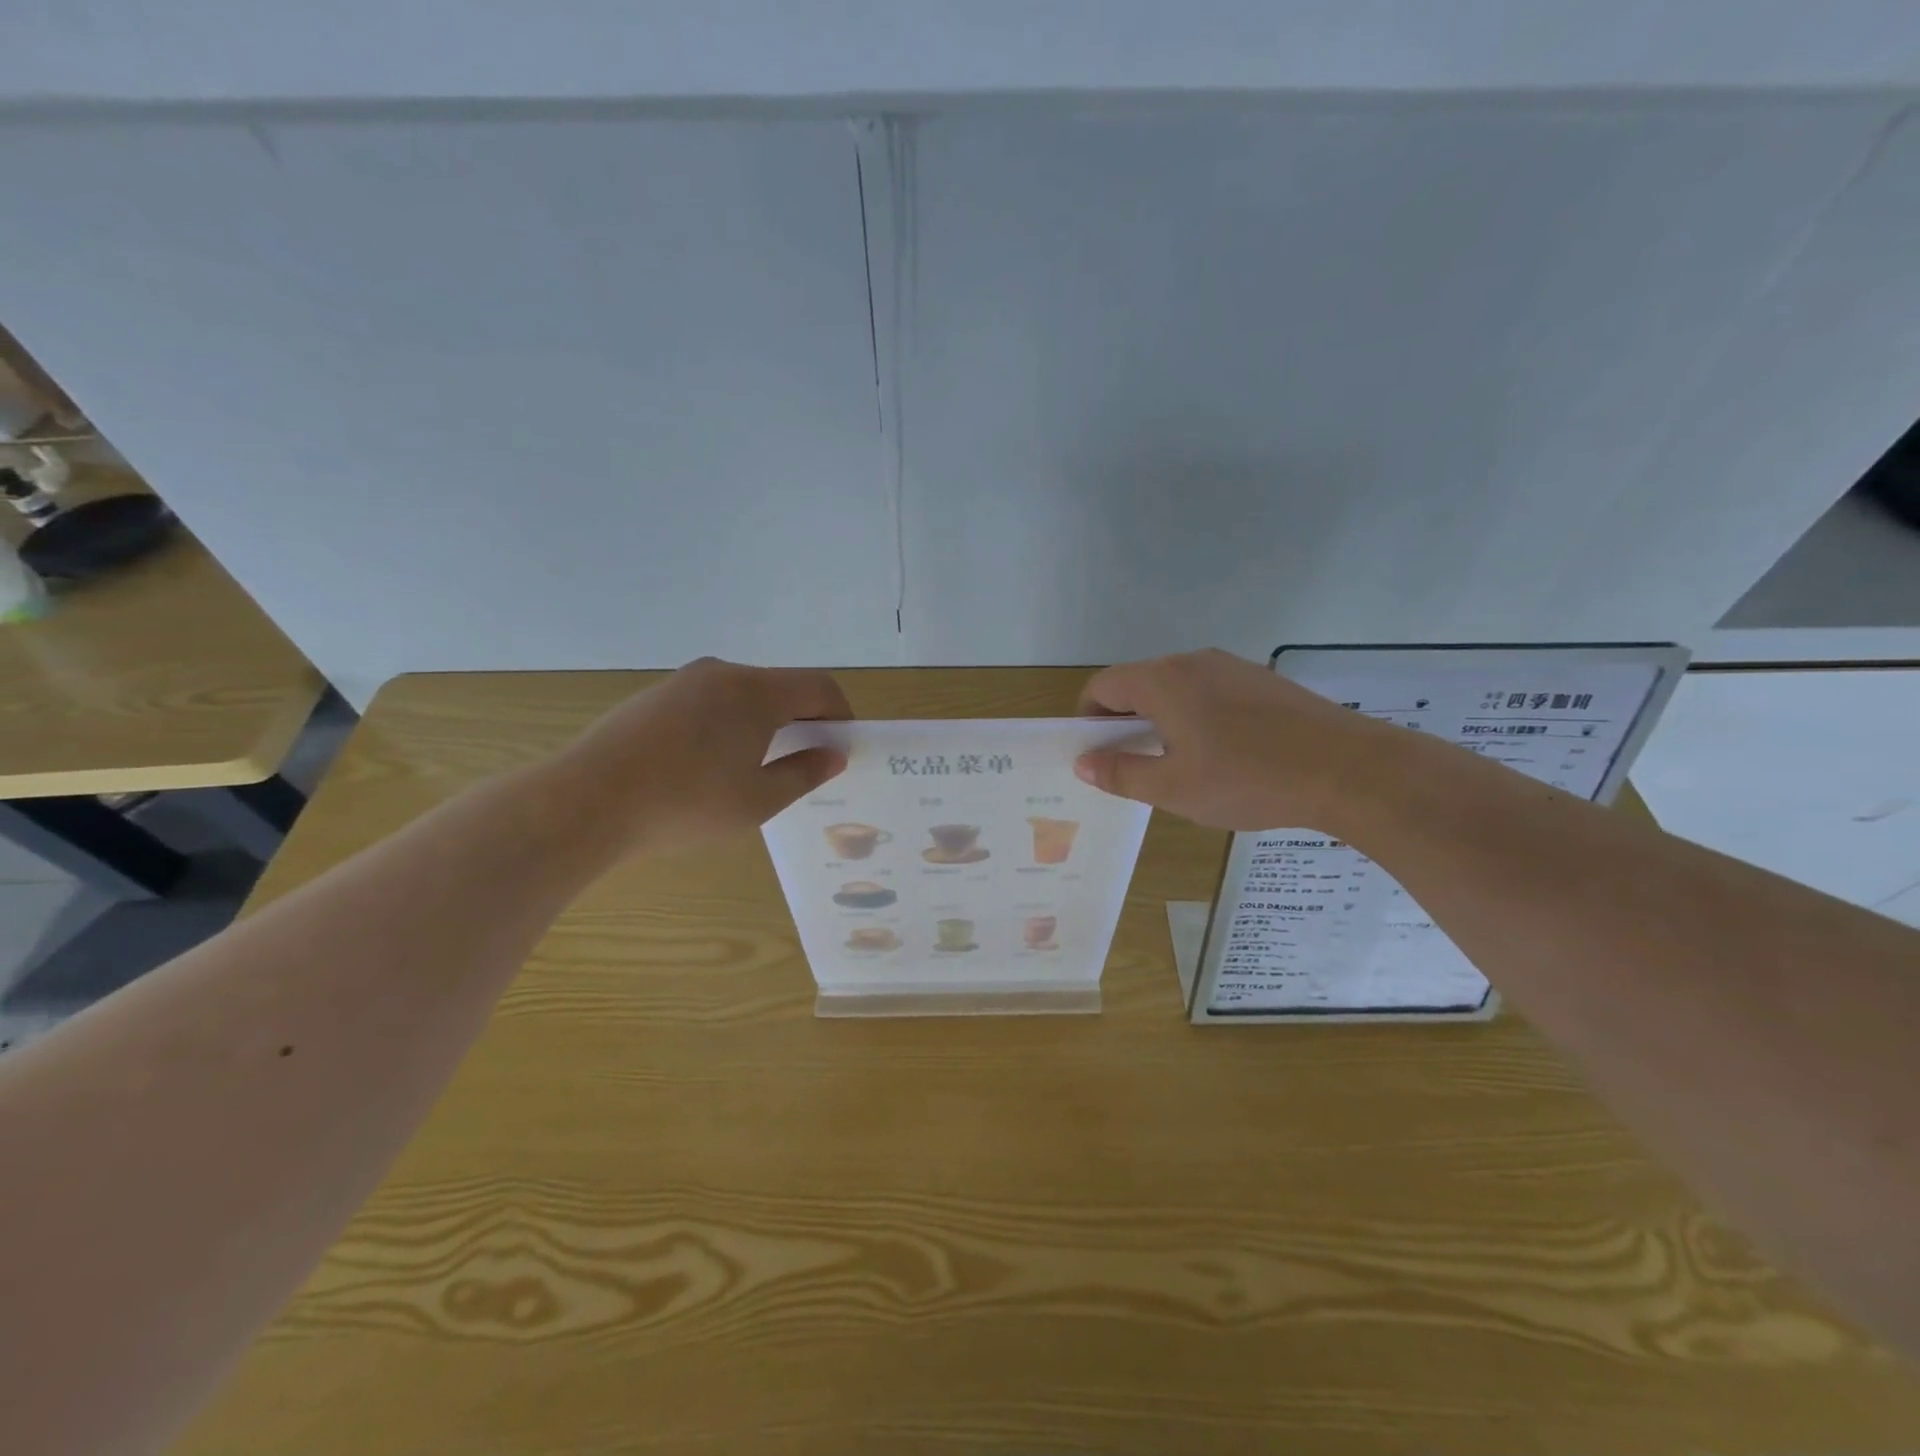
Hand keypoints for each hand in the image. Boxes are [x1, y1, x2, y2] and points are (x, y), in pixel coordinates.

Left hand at [552, 657, 851, 857]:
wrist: (586, 802)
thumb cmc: (686, 804)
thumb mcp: (758, 800)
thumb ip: (804, 773)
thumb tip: (833, 755)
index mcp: (756, 692)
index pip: (819, 687)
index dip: (841, 714)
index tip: (843, 748)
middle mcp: (723, 673)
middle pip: (781, 687)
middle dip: (804, 720)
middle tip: (806, 762)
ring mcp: (684, 681)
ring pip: (744, 694)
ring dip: (766, 722)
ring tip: (757, 768)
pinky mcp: (655, 696)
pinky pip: (710, 701)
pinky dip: (730, 723)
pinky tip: (711, 764)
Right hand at [1073, 648, 1389, 831]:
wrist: (1348, 769)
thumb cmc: (1247, 779)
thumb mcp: (1173, 788)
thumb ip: (1121, 773)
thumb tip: (1083, 763)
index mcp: (1163, 681)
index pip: (1102, 686)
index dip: (1087, 719)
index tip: (1095, 756)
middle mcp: (1193, 662)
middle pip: (1138, 683)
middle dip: (1123, 722)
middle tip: (1132, 766)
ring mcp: (1232, 667)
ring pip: (1176, 688)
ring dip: (1160, 720)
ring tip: (1177, 764)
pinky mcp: (1263, 681)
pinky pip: (1209, 692)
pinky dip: (1195, 716)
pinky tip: (1220, 755)